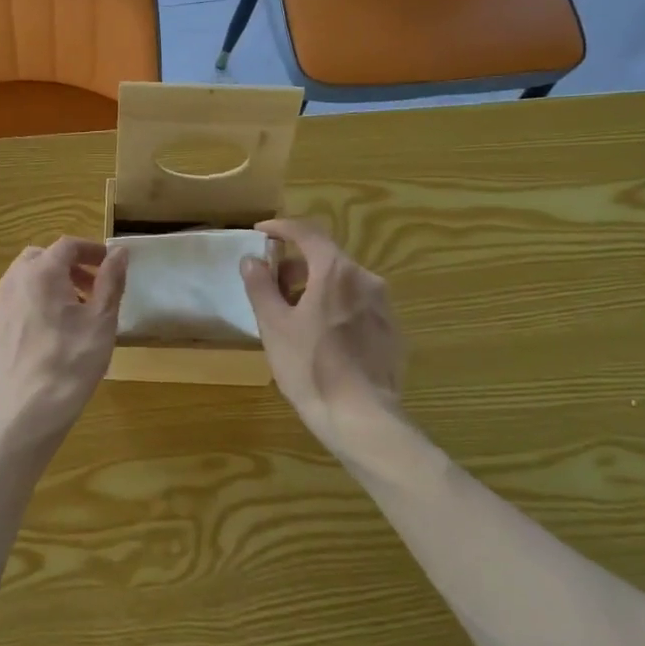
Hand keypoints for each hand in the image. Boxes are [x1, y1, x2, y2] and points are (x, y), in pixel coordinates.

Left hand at [0, 237, 127, 440]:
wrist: (26, 412)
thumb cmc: (72, 362)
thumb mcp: (102, 320)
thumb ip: (111, 281)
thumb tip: (120, 252)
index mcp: (41, 274)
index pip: (67, 245)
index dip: (91, 250)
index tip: (108, 264)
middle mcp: (11, 283)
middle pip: (39, 259)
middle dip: (66, 267)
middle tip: (89, 289)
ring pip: (20, 284)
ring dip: (46, 288)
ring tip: (68, 315)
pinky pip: (9, 310)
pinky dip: (28, 311)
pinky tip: (42, 338)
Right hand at [240, 219, 404, 451]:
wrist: (362, 417)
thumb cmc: (310, 368)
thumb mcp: (274, 326)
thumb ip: (261, 287)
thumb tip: (252, 260)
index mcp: (336, 272)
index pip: (307, 233)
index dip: (281, 228)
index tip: (261, 233)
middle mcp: (366, 279)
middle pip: (326, 258)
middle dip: (296, 265)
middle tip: (271, 287)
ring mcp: (384, 306)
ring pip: (344, 283)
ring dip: (316, 287)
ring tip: (294, 316)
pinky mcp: (392, 331)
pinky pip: (358, 306)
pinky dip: (336, 307)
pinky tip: (322, 338)